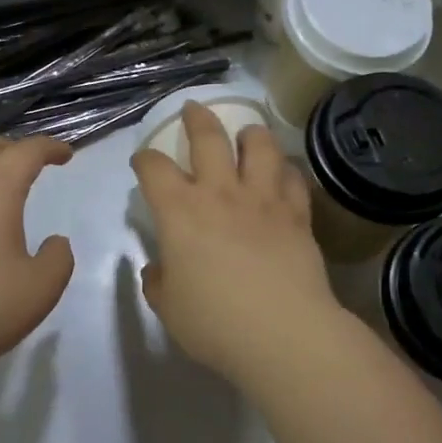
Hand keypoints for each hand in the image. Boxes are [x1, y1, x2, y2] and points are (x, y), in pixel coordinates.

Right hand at [131, 103, 341, 383]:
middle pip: (209, 137)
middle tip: (194, 109)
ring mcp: (264, 200)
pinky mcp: (298, 215)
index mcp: (180, 212)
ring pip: (260, 147)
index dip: (145, 159)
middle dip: (197, 118)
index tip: (143, 162)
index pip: (155, 169)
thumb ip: (159, 282)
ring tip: (248, 133)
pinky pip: (293, 179)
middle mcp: (221, 194)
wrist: (282, 333)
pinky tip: (284, 174)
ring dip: (251, 134)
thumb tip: (160, 269)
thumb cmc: (215, 323)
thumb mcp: (169, 308)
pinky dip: (286, 171)